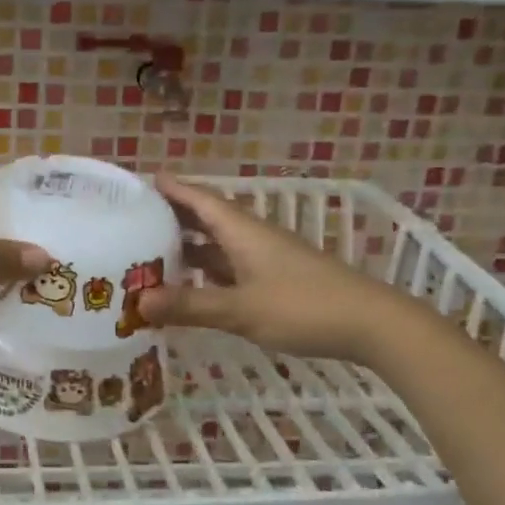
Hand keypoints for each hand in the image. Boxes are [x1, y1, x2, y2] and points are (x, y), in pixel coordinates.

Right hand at [138, 175, 415, 364]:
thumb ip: (190, 305)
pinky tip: (192, 286)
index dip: (171, 188)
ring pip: (218, 244)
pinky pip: (230, 266)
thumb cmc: (303, 307)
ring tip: (151, 253)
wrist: (371, 324)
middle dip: (172, 216)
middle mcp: (251, 236)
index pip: (199, 198)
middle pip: (206, 217)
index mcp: (242, 230)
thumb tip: (137, 302)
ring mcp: (266, 258)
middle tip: (133, 219)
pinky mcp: (276, 279)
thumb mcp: (241, 309)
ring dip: (188, 246)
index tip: (140, 181)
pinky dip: (207, 271)